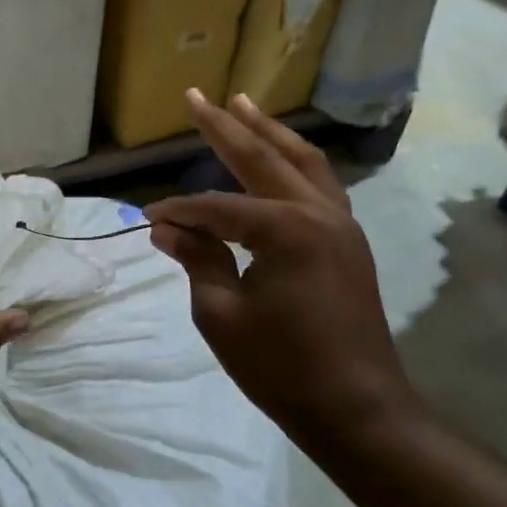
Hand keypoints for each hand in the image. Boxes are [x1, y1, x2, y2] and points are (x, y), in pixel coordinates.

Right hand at [144, 90, 416, 454]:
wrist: (358, 409)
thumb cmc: (283, 367)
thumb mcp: (221, 315)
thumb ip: (196, 260)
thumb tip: (166, 228)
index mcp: (285, 229)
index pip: (216, 208)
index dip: (178, 211)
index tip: (148, 217)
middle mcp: (318, 212)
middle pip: (263, 158)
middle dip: (226, 127)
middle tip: (197, 97)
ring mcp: (341, 224)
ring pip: (302, 162)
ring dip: (269, 133)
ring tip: (243, 103)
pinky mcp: (349, 241)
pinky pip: (319, 186)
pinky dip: (295, 163)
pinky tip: (280, 158)